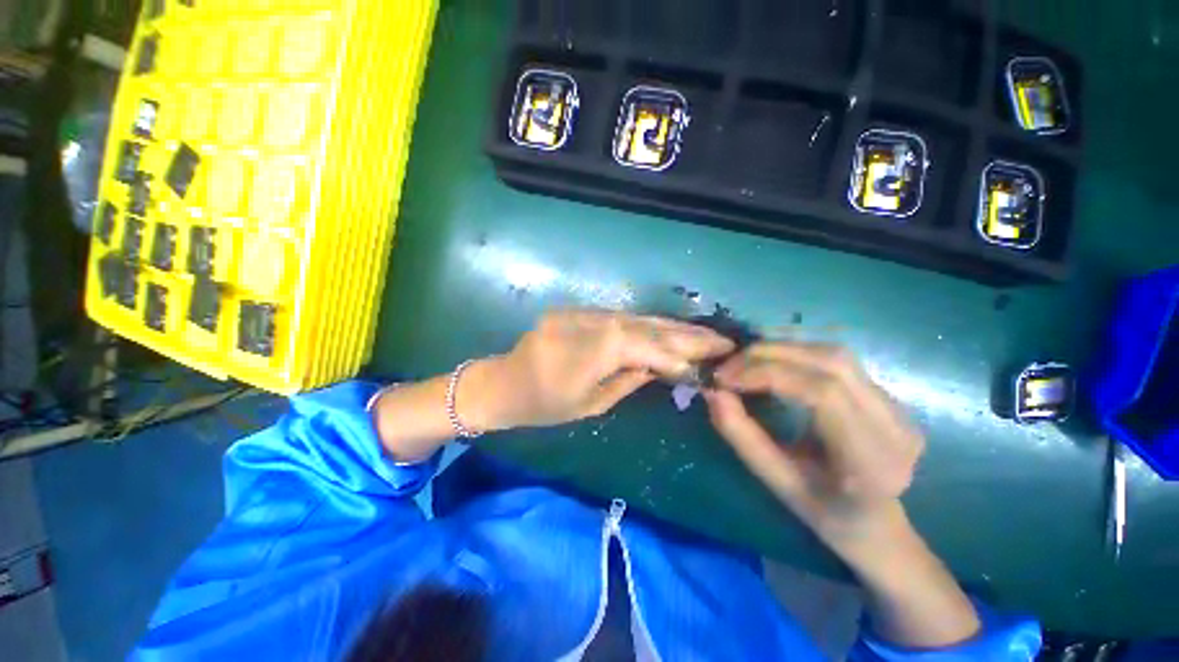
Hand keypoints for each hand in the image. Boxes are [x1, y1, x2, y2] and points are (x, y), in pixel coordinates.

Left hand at [474, 310, 734, 430]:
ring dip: (671, 326)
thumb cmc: (541, 406)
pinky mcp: (578, 310)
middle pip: (644, 326)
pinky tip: (669, 328)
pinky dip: (648, 324)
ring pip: (636, 317)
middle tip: (721, 339)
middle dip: (685, 334)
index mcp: (584, 353)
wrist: (501, 382)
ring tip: (703, 333)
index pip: (642, 347)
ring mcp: (581, 313)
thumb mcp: (589, 405)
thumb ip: (628, 380)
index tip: (706, 367)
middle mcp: (586, 324)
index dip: (675, 356)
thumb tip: (660, 367)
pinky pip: (621, 316)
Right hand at [703, 342, 924, 547]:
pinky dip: (795, 352)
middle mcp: (896, 425)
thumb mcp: (775, 480)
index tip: (725, 378)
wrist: (876, 522)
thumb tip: (712, 392)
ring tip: (745, 361)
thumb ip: (741, 435)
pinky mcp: (888, 394)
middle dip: (769, 355)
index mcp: (872, 461)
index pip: (822, 393)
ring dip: (781, 348)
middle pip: (831, 362)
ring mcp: (898, 406)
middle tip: (729, 366)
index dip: (768, 374)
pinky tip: (771, 361)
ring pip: (834, 353)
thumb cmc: (824, 512)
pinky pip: (836, 359)